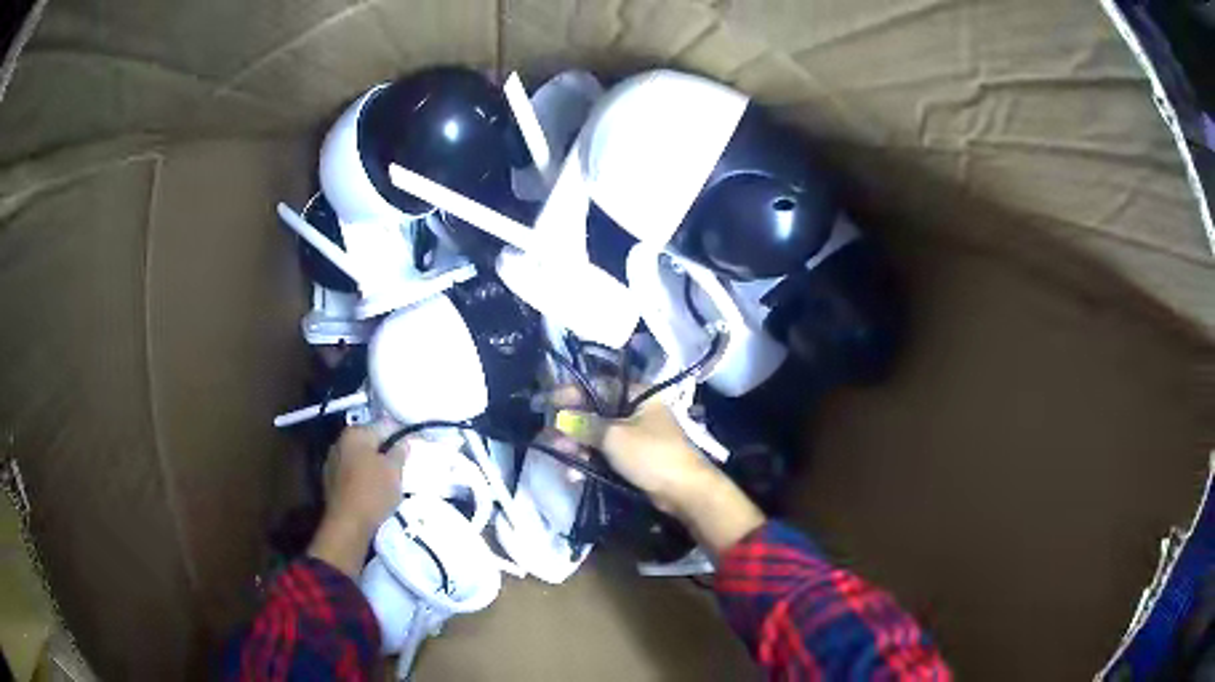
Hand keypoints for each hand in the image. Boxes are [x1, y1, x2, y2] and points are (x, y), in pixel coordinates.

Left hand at [324, 426, 406, 531]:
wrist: (347, 524)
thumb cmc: (373, 492)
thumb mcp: (394, 471)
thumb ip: (399, 452)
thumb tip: (402, 442)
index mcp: (355, 433)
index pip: (385, 425)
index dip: (402, 434)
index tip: (414, 445)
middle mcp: (340, 442)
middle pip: (370, 441)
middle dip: (386, 449)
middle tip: (403, 464)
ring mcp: (332, 461)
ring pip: (360, 457)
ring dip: (373, 464)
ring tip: (390, 479)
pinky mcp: (330, 481)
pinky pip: (352, 472)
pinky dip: (363, 476)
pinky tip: (374, 489)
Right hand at [546, 387, 764, 555]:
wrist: (684, 491)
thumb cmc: (651, 455)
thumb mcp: (614, 436)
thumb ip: (584, 424)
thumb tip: (559, 418)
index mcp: (637, 394)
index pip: (596, 386)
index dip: (569, 393)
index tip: (544, 403)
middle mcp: (635, 410)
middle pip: (594, 412)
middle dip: (570, 427)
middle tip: (550, 440)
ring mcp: (635, 434)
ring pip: (597, 435)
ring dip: (577, 446)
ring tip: (562, 459)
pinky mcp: (634, 457)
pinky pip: (605, 453)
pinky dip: (590, 460)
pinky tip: (576, 474)